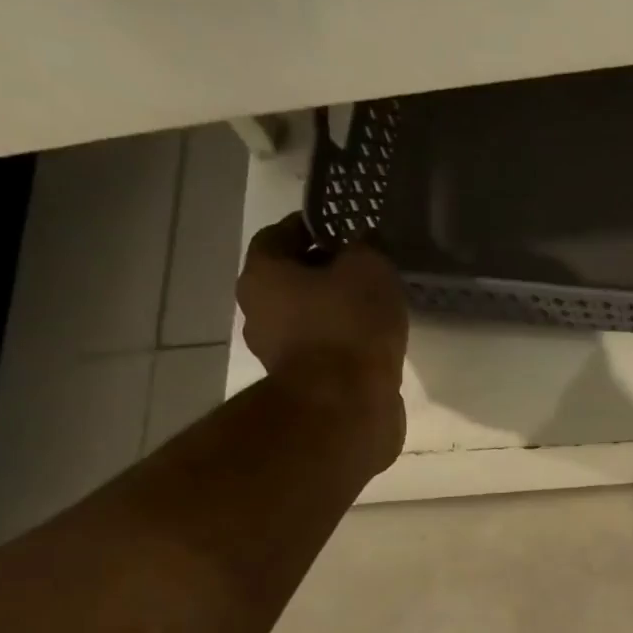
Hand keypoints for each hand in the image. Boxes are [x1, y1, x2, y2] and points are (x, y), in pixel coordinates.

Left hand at [237, 213, 409, 466]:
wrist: (346, 406)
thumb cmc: (349, 326)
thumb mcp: (369, 269)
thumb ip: (365, 248)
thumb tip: (363, 244)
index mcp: (263, 275)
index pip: (279, 235)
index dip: (312, 227)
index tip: (343, 228)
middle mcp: (258, 312)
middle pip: (290, 279)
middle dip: (323, 271)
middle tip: (363, 268)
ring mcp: (277, 353)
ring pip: (306, 318)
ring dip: (333, 311)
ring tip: (374, 307)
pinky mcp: (302, 385)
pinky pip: (322, 350)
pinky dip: (342, 343)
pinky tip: (372, 342)